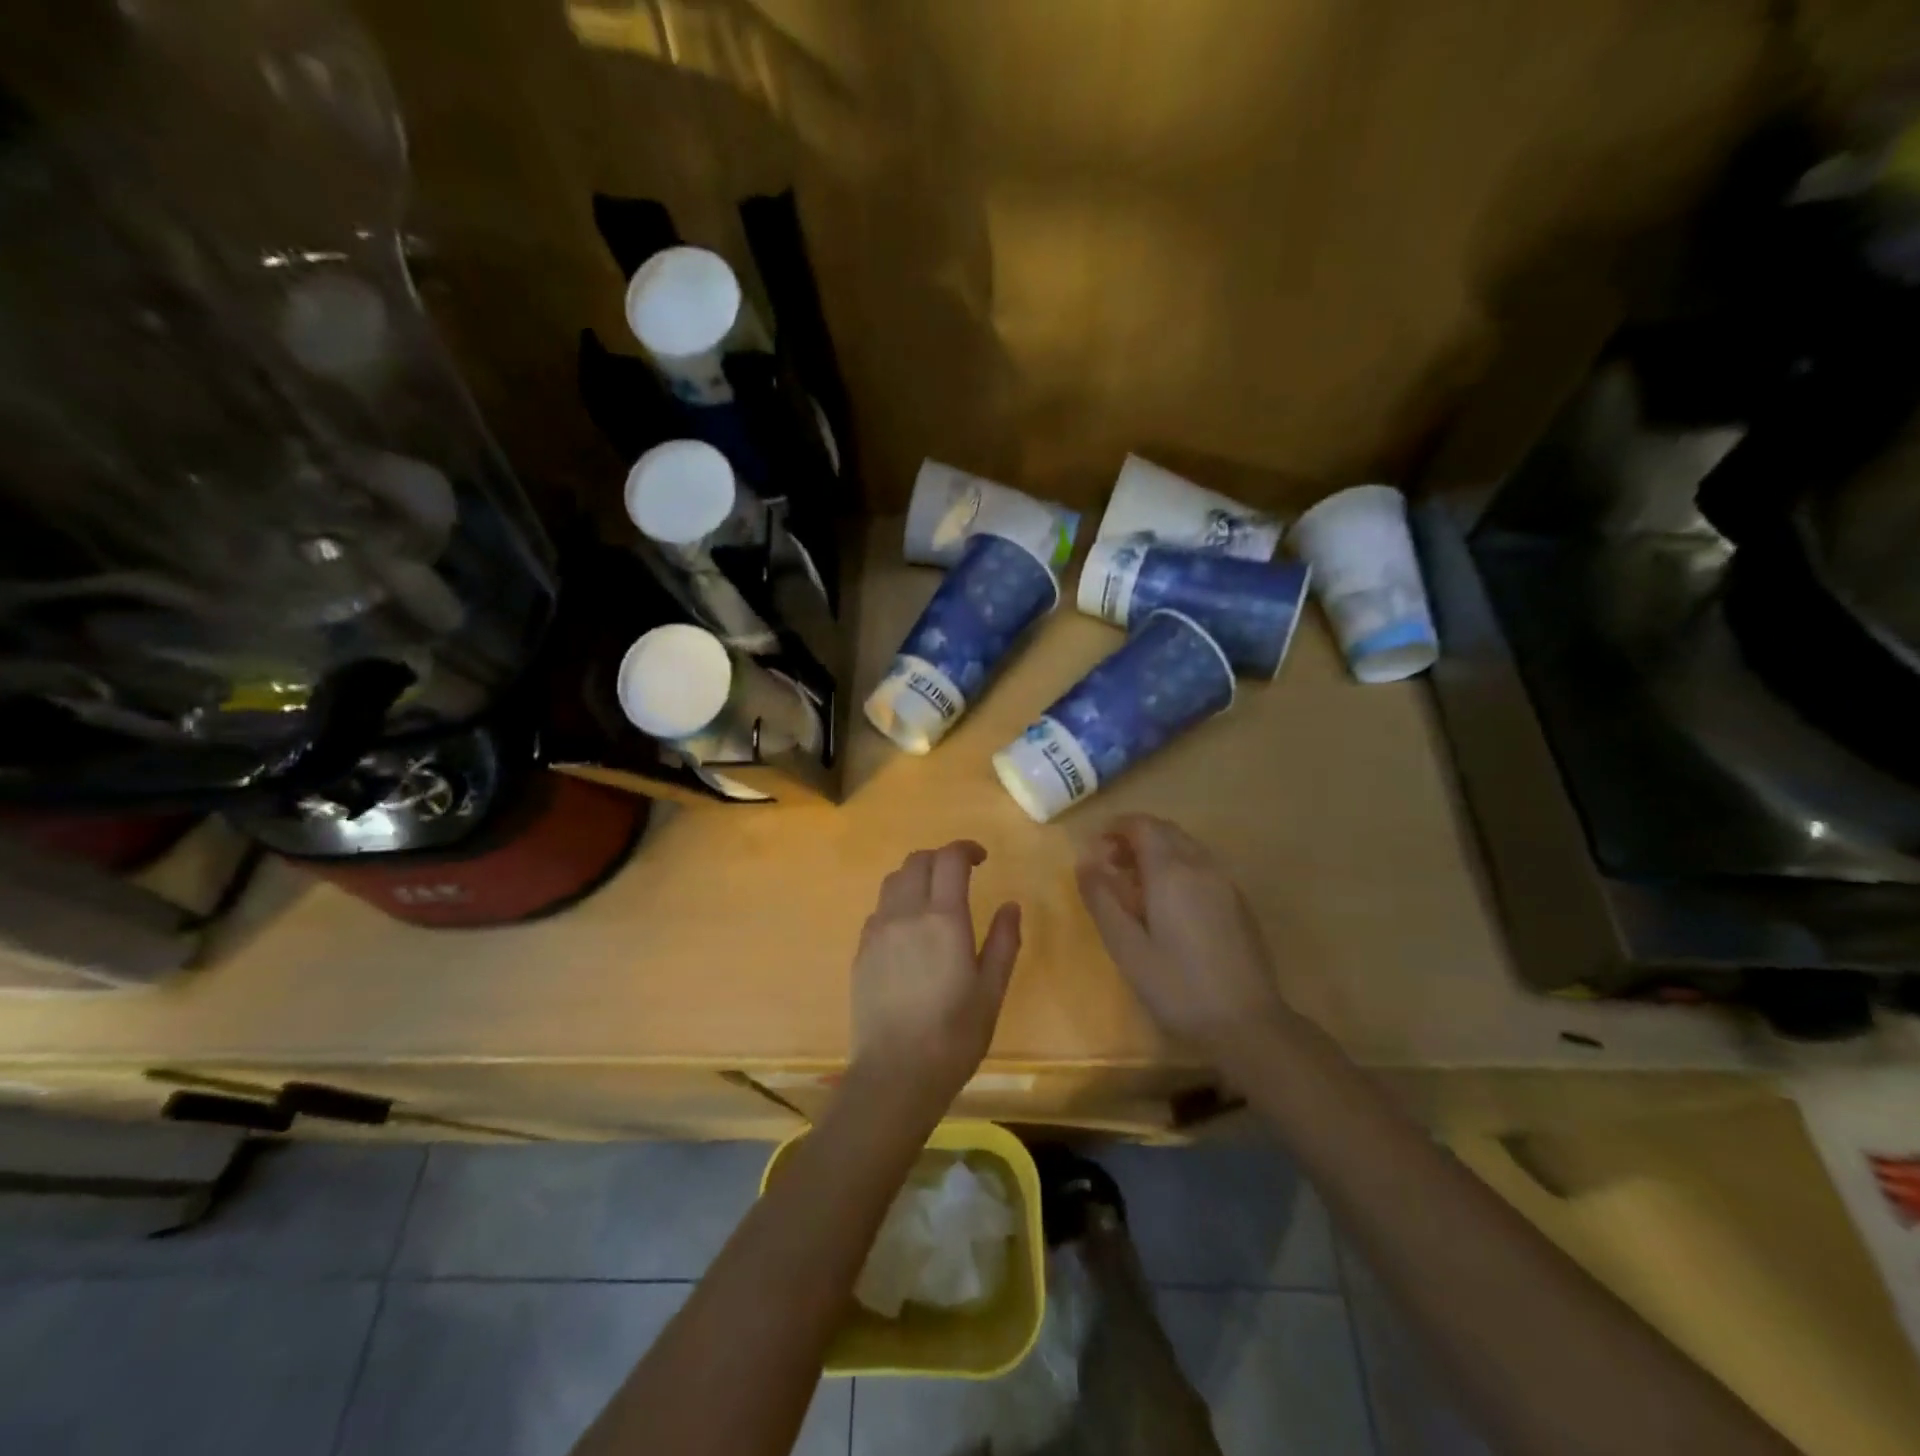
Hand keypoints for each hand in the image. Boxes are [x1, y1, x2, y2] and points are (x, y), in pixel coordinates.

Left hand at [850, 841, 1021, 1108]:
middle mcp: (906, 914)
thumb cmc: (954, 1035)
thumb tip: (1010, 905)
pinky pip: (879, 910)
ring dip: (916, 877)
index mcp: (943, 919)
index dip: (965, 849)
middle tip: (960, 875)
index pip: (949, 859)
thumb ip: (1003, 941)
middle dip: (940, 858)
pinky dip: (897, 904)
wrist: (895, 1073)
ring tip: (933, 898)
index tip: (981, 858)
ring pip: (893, 881)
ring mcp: (878, 931)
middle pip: (917, 861)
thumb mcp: (991, 990)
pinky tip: (909, 930)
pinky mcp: (861, 951)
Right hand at [1076, 815, 1292, 1069]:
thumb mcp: (1126, 947)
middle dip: (1134, 837)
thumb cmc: (1177, 986)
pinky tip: (1166, 903)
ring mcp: (1225, 882)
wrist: (1247, 1024)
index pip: (1142, 825)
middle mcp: (1201, 865)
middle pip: (1165, 831)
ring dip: (1156, 852)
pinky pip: (1201, 866)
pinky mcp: (1238, 902)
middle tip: (1108, 865)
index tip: (1094, 847)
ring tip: (1133, 885)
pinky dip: (1177, 867)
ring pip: (1185, 847)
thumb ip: (1101, 899)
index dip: (1115, 827)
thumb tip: (1084, 862)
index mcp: (1171, 871)